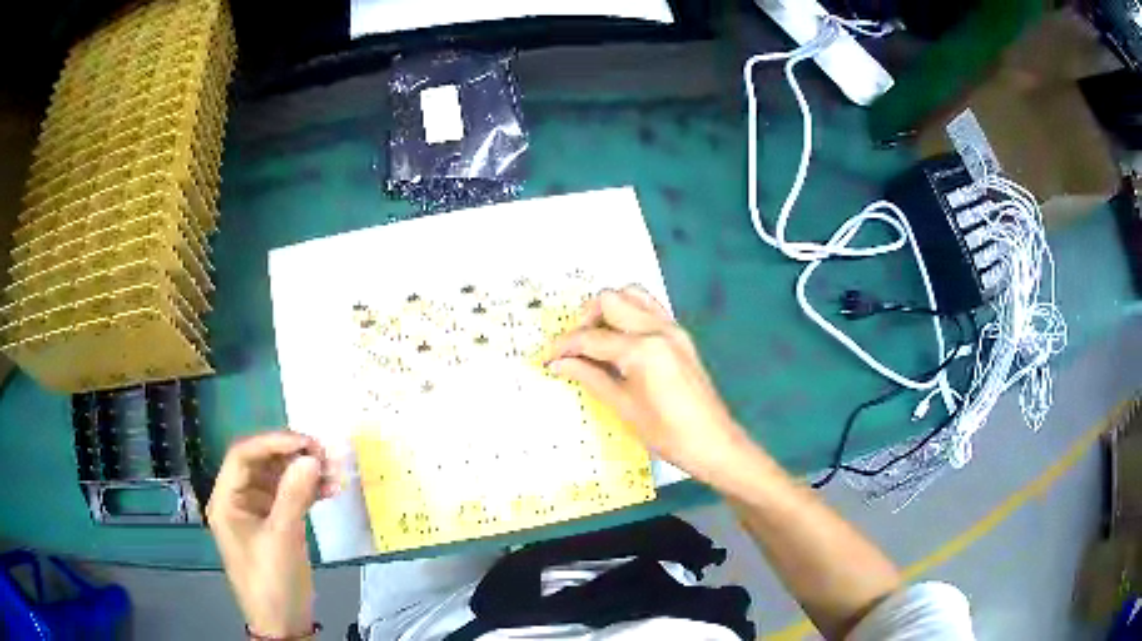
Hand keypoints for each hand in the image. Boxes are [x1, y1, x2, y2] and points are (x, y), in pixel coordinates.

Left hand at [207, 432, 339, 637]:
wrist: (283, 624)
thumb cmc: (272, 582)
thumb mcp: (282, 539)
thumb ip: (293, 496)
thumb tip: (311, 457)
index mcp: (226, 500)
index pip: (243, 456)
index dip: (273, 442)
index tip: (306, 443)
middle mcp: (238, 500)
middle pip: (261, 463)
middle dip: (292, 456)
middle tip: (325, 454)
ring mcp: (257, 512)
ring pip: (278, 478)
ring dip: (304, 472)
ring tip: (334, 471)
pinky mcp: (275, 523)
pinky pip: (290, 497)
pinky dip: (309, 491)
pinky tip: (330, 489)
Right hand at [547, 286, 753, 483]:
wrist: (713, 442)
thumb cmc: (667, 434)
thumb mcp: (623, 408)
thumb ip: (590, 378)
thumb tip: (559, 364)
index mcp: (643, 349)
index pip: (591, 338)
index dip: (563, 347)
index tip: (546, 359)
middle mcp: (658, 329)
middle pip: (610, 300)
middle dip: (584, 319)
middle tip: (574, 349)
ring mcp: (672, 328)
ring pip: (632, 295)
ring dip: (608, 309)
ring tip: (595, 339)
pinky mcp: (680, 335)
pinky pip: (649, 308)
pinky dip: (629, 313)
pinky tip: (620, 340)